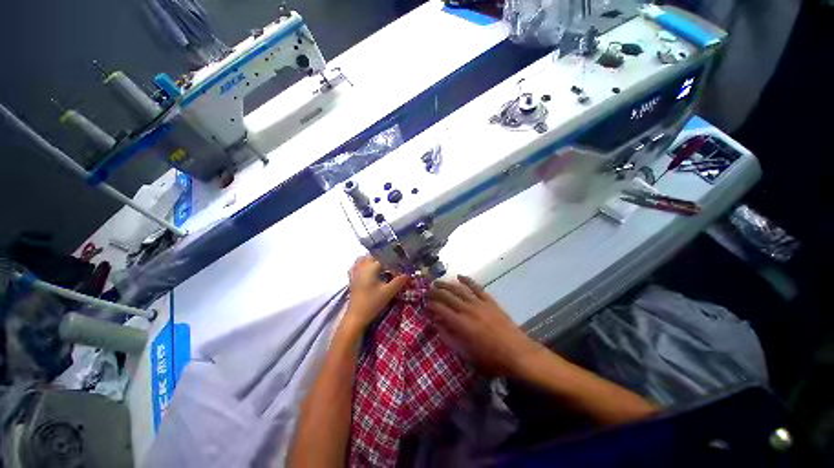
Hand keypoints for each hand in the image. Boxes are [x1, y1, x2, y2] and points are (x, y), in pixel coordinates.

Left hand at [344, 256, 409, 331]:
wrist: (356, 317)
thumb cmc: (372, 303)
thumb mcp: (389, 292)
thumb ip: (400, 281)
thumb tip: (409, 274)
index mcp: (370, 267)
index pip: (384, 258)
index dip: (394, 260)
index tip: (401, 264)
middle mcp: (361, 266)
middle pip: (373, 255)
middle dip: (384, 257)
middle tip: (394, 263)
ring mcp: (355, 272)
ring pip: (364, 259)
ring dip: (373, 259)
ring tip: (383, 265)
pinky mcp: (352, 279)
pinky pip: (357, 265)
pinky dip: (363, 264)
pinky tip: (369, 270)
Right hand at [427, 275, 544, 377]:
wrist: (517, 352)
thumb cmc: (490, 358)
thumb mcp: (466, 353)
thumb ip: (449, 337)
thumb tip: (436, 324)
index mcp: (461, 324)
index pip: (440, 309)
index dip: (431, 305)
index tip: (425, 304)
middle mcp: (467, 309)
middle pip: (447, 296)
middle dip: (435, 292)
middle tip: (427, 290)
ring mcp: (479, 303)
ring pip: (459, 289)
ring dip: (446, 284)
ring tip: (437, 282)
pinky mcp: (489, 301)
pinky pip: (476, 287)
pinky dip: (467, 281)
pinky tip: (459, 276)